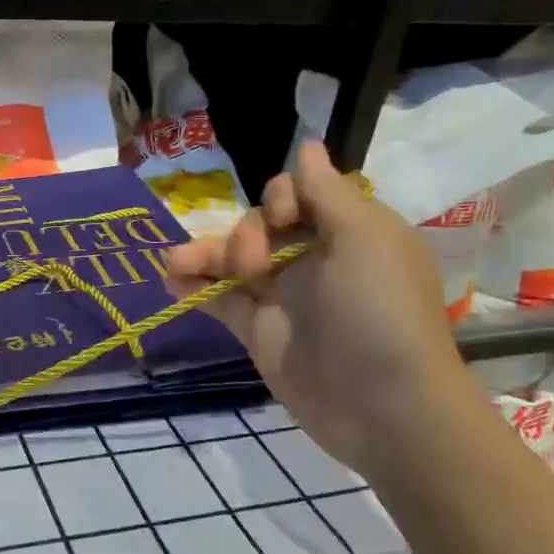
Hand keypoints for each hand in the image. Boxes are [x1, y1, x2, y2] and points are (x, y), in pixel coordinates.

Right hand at [165, 142, 473, 476]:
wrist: (383, 406)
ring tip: (172, 264)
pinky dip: (194, 288)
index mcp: (346, 231)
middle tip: (253, 267)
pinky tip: (170, 281)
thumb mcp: (363, 239)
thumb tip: (308, 147)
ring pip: (232, 261)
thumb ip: (327, 192)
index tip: (283, 218)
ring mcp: (283, 297)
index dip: (281, 197)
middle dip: (244, 234)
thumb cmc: (378, 312)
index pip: (298, 193)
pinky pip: (220, 300)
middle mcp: (313, 258)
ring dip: (202, 255)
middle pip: (259, 225)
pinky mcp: (259, 331)